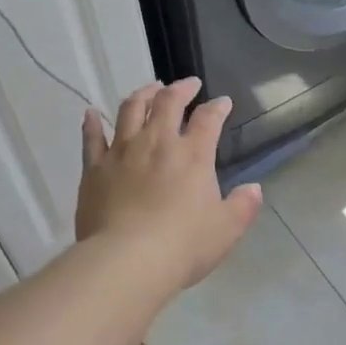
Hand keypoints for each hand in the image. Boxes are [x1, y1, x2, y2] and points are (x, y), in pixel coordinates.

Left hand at [75, 78, 263, 294]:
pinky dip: (92, 122)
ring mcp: (122, 151)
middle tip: (188, 84)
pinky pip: (92, 138)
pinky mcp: (94, 168)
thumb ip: (243, 206)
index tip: (222, 102)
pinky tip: (91, 113)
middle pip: (168, 102)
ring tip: (149, 89)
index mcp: (193, 154)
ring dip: (142, 94)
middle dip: (181, 89)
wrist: (127, 260)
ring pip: (130, 109)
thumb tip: (254, 189)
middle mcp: (157, 142)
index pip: (208, 119)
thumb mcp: (225, 229)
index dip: (217, 107)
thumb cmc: (183, 245)